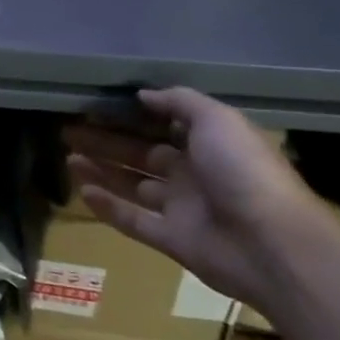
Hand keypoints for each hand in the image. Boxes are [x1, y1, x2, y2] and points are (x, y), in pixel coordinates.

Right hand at [64, 87, 333, 313]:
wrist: (272, 244)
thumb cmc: (244, 171)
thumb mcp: (217, 120)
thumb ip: (179, 102)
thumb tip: (142, 95)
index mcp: (209, 145)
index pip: (164, 127)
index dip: (132, 116)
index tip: (97, 106)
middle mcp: (194, 175)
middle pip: (140, 155)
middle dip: (106, 142)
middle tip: (68, 130)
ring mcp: (182, 209)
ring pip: (132, 186)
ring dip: (101, 171)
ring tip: (67, 157)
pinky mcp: (172, 239)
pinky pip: (133, 221)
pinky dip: (108, 207)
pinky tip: (82, 190)